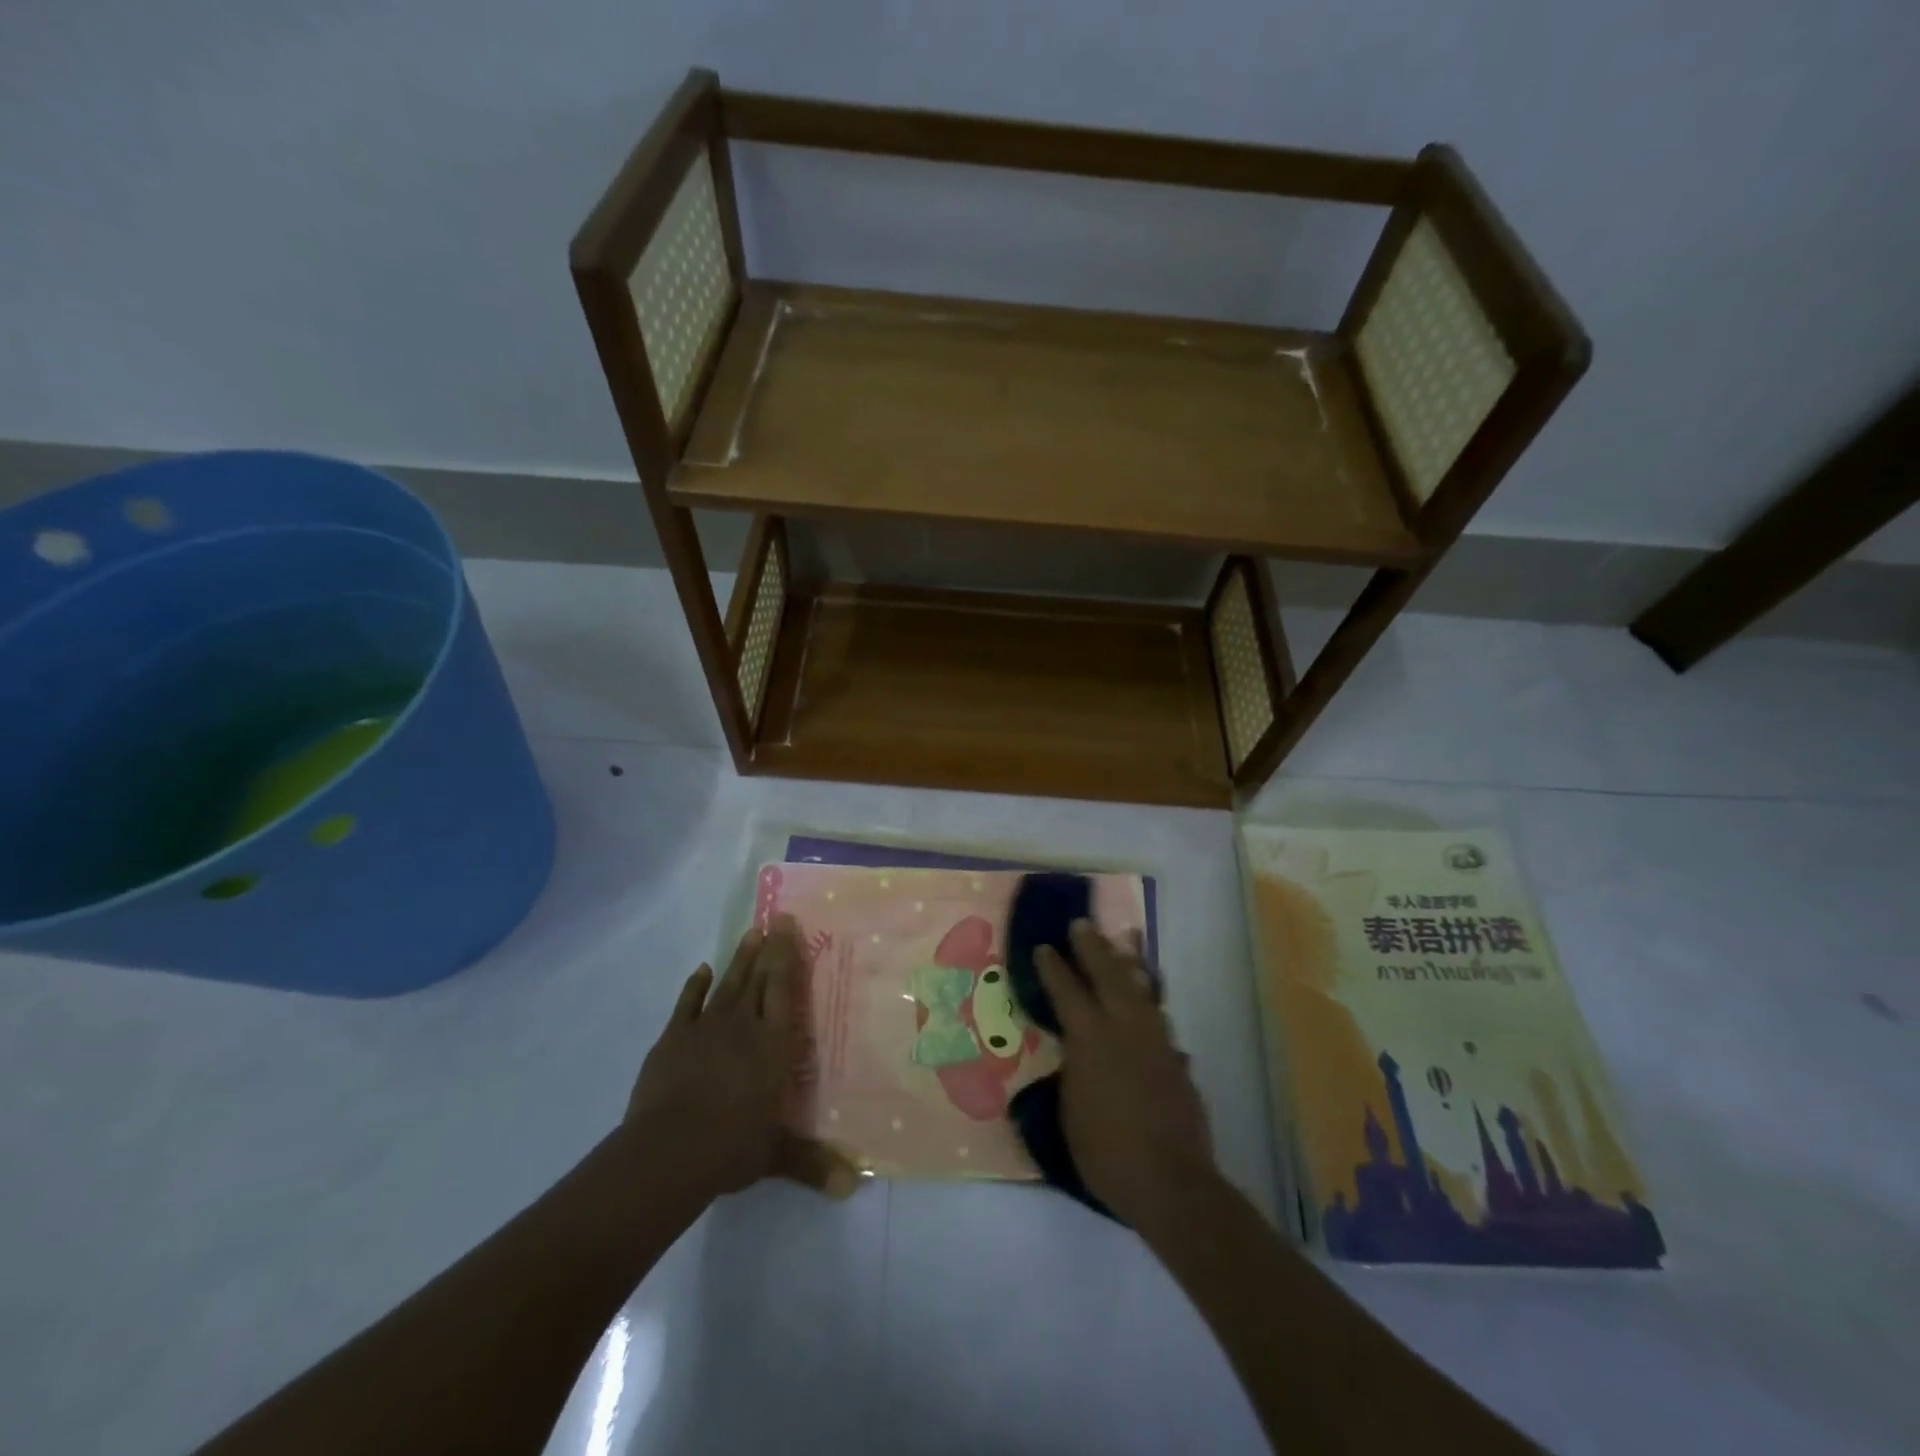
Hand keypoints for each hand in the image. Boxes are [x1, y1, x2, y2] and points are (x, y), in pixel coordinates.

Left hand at [621, 918, 802, 1203]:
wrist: (669, 1150)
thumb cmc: (730, 1146)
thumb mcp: (775, 1155)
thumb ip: (813, 1164)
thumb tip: (854, 1188)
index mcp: (773, 1046)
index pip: (784, 990)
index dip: (787, 956)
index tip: (788, 926)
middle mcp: (744, 1026)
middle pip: (758, 979)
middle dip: (767, 949)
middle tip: (773, 919)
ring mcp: (706, 1029)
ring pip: (728, 985)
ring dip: (739, 959)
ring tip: (749, 933)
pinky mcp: (673, 1039)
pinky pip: (688, 1004)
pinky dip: (696, 986)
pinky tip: (703, 969)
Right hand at [1036, 920, 1215, 1228]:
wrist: (1169, 1181)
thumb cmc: (1105, 1152)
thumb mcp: (1069, 1111)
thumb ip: (1072, 1072)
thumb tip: (1076, 1053)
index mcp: (1089, 1039)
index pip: (1067, 992)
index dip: (1054, 967)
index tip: (1044, 946)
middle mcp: (1123, 1029)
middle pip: (1107, 975)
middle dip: (1093, 947)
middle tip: (1083, 924)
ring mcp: (1154, 1041)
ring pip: (1141, 988)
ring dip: (1129, 962)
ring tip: (1125, 939)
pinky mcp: (1175, 1058)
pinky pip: (1159, 1016)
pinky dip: (1150, 998)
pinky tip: (1149, 994)